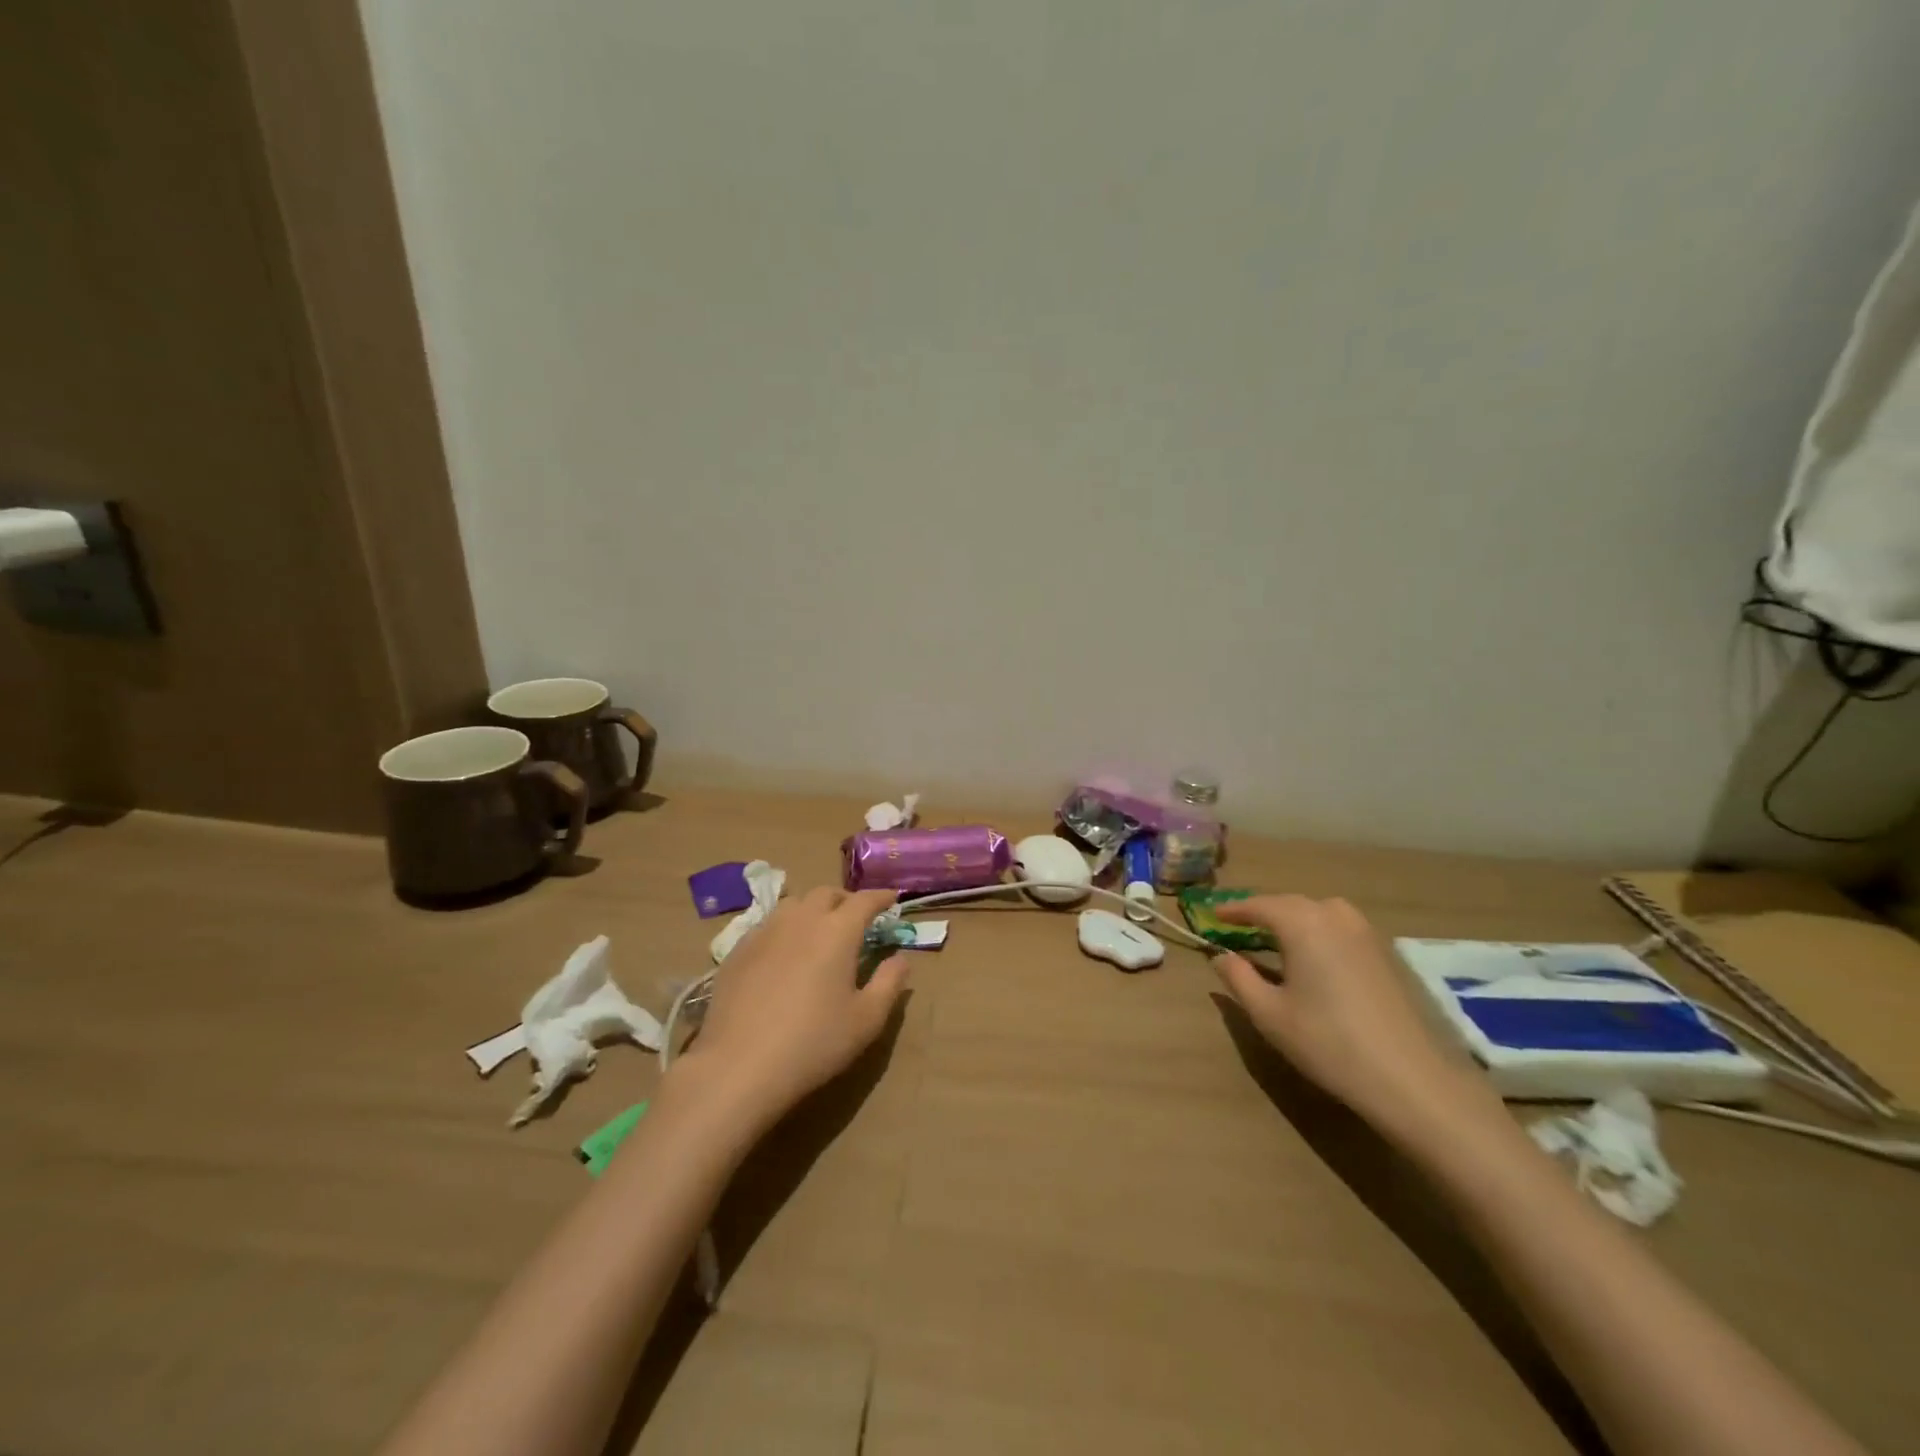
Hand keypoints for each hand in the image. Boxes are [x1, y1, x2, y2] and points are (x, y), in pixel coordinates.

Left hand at [676, 887, 909, 1127]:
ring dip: (813, 908)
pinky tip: (784, 951)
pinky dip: (785, 927)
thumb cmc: (814, 1043)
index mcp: (837, 931)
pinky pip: (768, 924)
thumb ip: (889, 983)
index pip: (864, 900)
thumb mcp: (867, 1019)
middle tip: (856, 917)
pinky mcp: (738, 950)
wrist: (739, 1066)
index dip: (881, 897)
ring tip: (819, 929)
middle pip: (826, 893)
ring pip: (794, 904)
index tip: (892, 898)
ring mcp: (765, 932)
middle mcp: (801, 920)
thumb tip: (901, 958)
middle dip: (846, 899)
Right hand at [1212, 895, 1498, 1140]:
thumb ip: (1238, 977)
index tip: (1213, 917)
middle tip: (1239, 927)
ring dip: (1293, 920)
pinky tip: (1314, 957)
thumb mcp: (1269, 1013)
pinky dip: (1318, 932)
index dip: (1233, 910)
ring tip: (1275, 940)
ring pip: (1318, 913)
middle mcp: (1334, 915)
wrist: (1410, 1078)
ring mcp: (1365, 932)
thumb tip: (1221, 956)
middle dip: (1263, 912)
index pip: (1258, 905)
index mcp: (1301, 923)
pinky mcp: (1385, 953)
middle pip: (1290, 904)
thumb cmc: (1327, 1041)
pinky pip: (1340, 928)